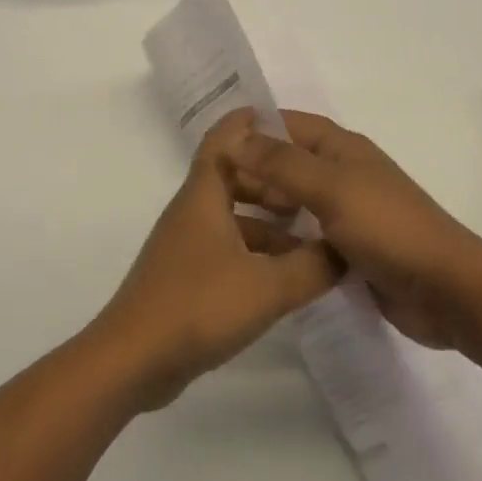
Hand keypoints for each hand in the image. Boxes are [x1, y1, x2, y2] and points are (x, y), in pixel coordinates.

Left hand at [92, 110, 341, 409]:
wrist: (135, 358)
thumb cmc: (199, 306)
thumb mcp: (268, 287)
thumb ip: (313, 266)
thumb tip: (346, 250)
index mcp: (204, 195)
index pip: (226, 138)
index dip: (253, 122)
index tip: (291, 123)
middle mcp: (193, 211)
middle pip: (233, 176)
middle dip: (273, 179)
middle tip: (315, 189)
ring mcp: (187, 244)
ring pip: (232, 215)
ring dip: (268, 220)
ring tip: (312, 235)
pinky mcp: (187, 275)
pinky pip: (227, 246)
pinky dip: (256, 250)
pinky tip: (286, 276)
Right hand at [230, 112, 478, 350]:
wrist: (447, 290)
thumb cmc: (388, 227)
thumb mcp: (331, 188)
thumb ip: (282, 163)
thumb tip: (236, 138)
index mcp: (342, 149)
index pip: (288, 125)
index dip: (253, 129)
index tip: (212, 143)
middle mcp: (342, 174)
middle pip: (287, 163)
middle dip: (251, 170)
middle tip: (208, 188)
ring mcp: (346, 213)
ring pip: (294, 202)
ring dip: (264, 207)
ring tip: (221, 220)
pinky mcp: (347, 249)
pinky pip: (305, 236)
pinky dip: (282, 239)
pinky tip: (253, 252)